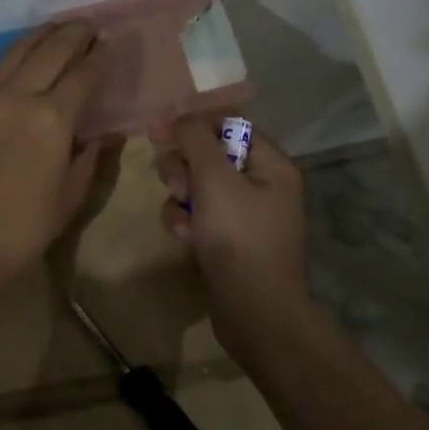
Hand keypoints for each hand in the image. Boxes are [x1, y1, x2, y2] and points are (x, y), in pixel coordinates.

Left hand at [0, 21, 115, 286]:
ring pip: (20, 50)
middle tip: (91, 26)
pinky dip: (19, 53)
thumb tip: (104, 133)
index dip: (101, 57)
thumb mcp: (71, 194)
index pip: (84, 73)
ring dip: (44, 35)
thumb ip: (90, 156)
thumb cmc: (24, 227)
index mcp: (52, 119)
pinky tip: (27, 55)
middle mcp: (20, 95)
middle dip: (75, 33)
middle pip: (52, 49)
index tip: (111, 45)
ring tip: (61, 28)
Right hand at [154, 115, 309, 358]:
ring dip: (180, 197)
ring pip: (197, 186)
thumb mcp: (214, 180)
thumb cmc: (239, 237)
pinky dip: (185, 222)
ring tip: (183, 218)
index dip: (192, 125)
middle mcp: (261, 185)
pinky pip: (197, 215)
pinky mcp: (227, 240)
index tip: (157, 132)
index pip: (228, 125)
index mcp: (271, 164)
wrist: (254, 312)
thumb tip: (179, 117)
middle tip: (177, 185)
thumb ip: (195, 140)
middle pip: (208, 155)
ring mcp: (244, 215)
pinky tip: (185, 238)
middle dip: (184, 168)